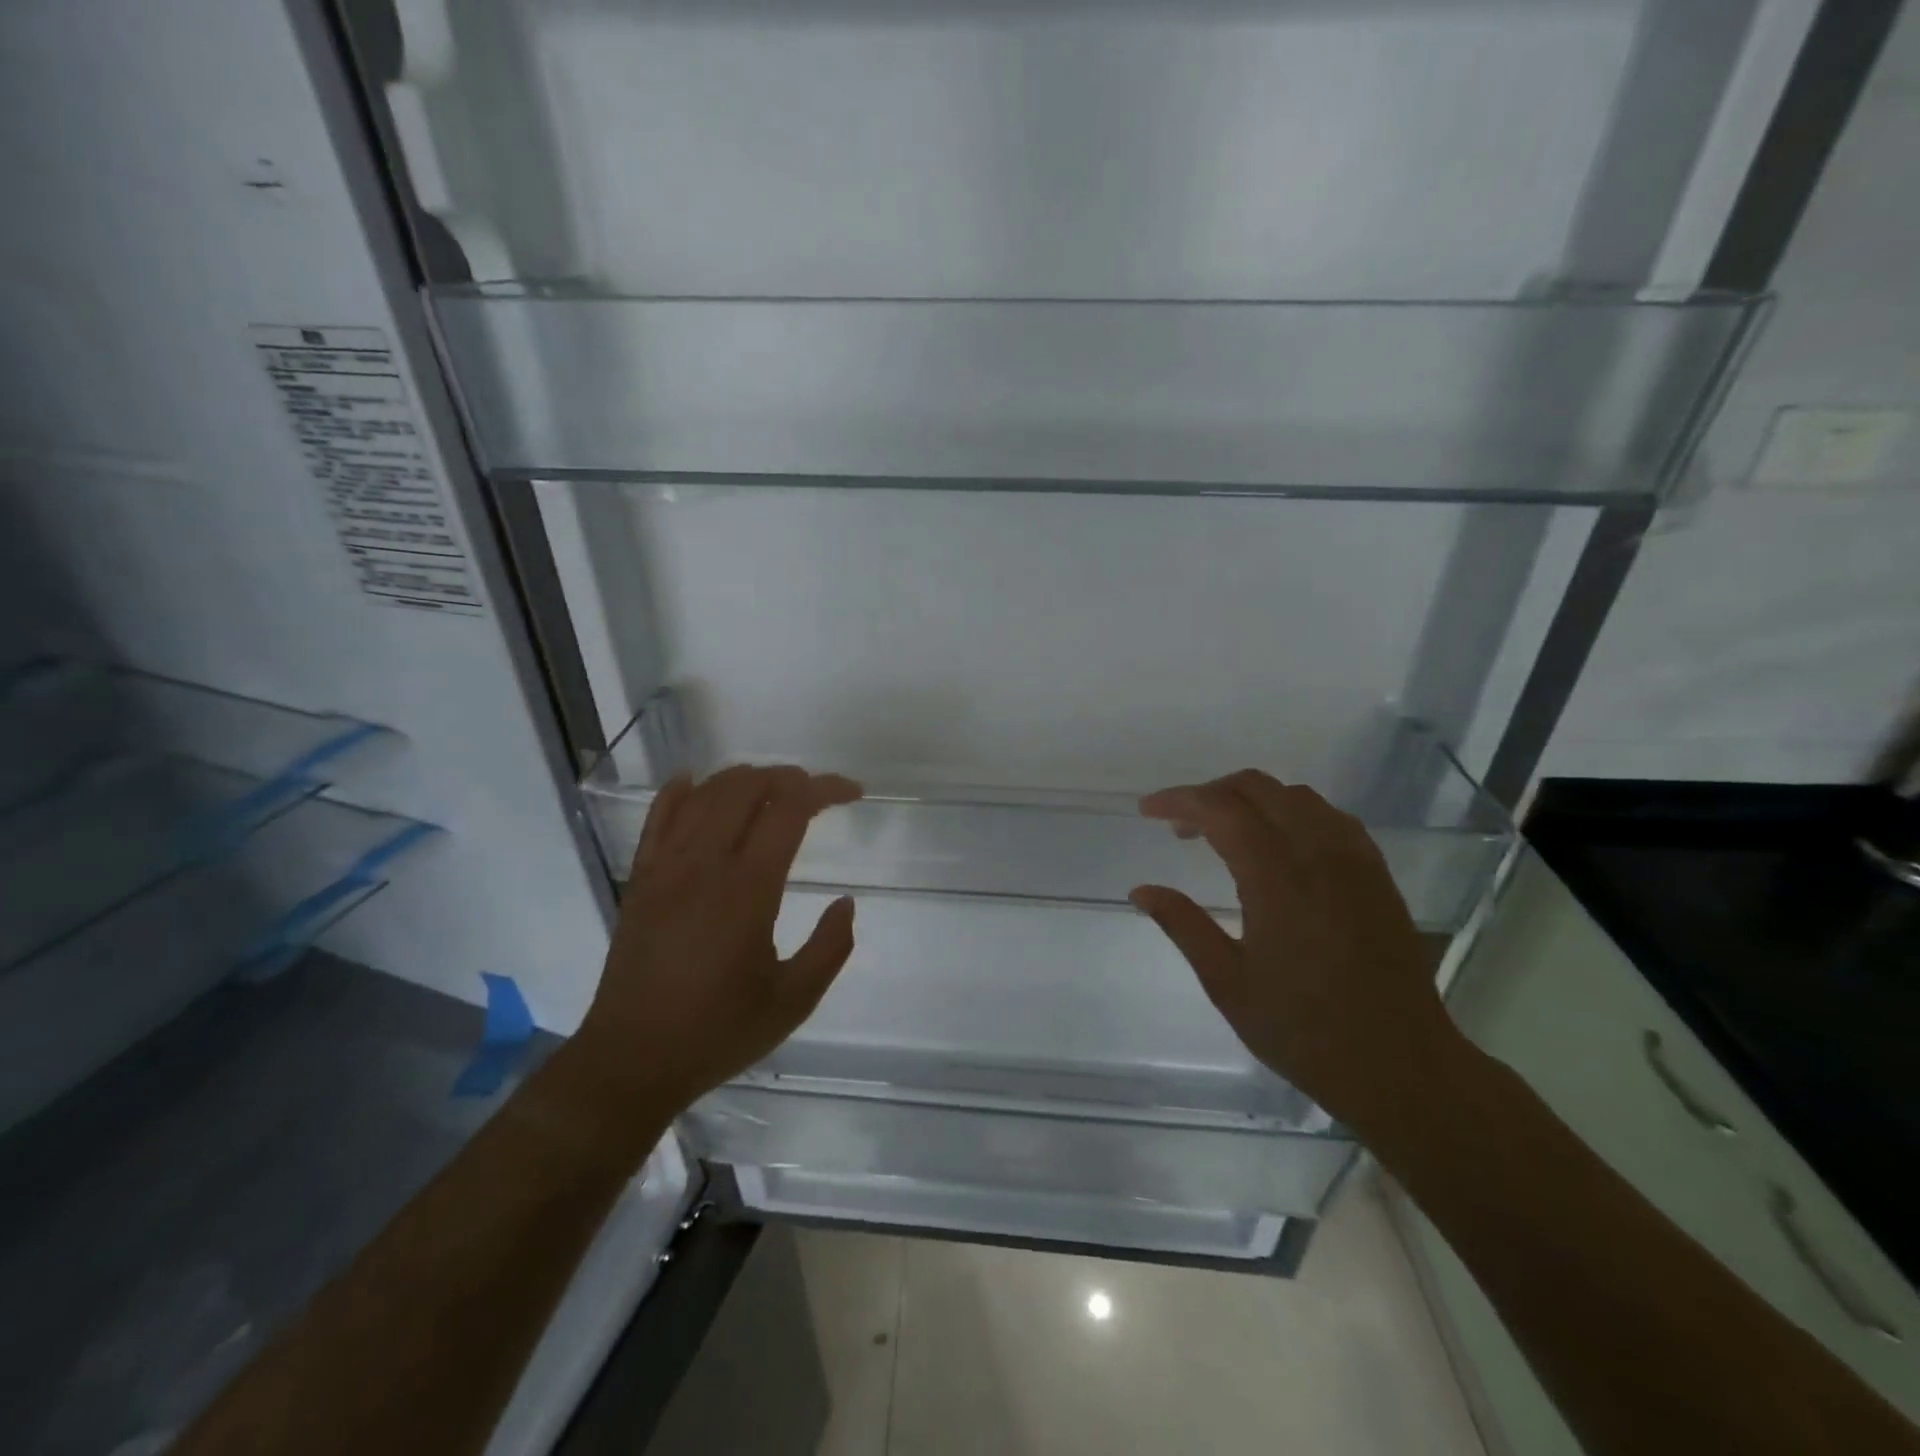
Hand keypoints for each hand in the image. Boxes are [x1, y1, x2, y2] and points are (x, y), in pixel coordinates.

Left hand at [573, 765, 862, 1111]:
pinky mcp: (641, 878)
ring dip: (744, 779)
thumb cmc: (718, 1032)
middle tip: (815, 792)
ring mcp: (666, 867)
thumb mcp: (793, 1001)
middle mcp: (705, 864)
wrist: (631, 1060)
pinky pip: (658, 817)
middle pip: (747, 788)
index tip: (853, 793)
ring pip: (705, 794)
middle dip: (787, 777)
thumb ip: (830, 948)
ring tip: (772, 788)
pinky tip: (694, 782)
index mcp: (748, 889)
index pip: (790, 810)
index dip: (825, 789)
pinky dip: (680, 791)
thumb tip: (846, 903)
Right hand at [1130, 769, 1464, 1133]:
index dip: (1179, 800)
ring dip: (1252, 799)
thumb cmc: (1303, 1030)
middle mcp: (1318, 854)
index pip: (1220, 809)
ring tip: (1224, 833)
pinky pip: (1329, 817)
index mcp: (1277, 878)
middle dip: (1211, 793)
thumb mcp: (1227, 983)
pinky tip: (1278, 846)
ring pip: (1296, 796)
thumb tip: (1142, 890)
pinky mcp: (1376, 874)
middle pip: (1258, 788)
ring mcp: (1354, 860)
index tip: (1148, 810)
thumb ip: (1182, 925)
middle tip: (1180, 825)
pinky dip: (1291, 813)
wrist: (1400, 1066)